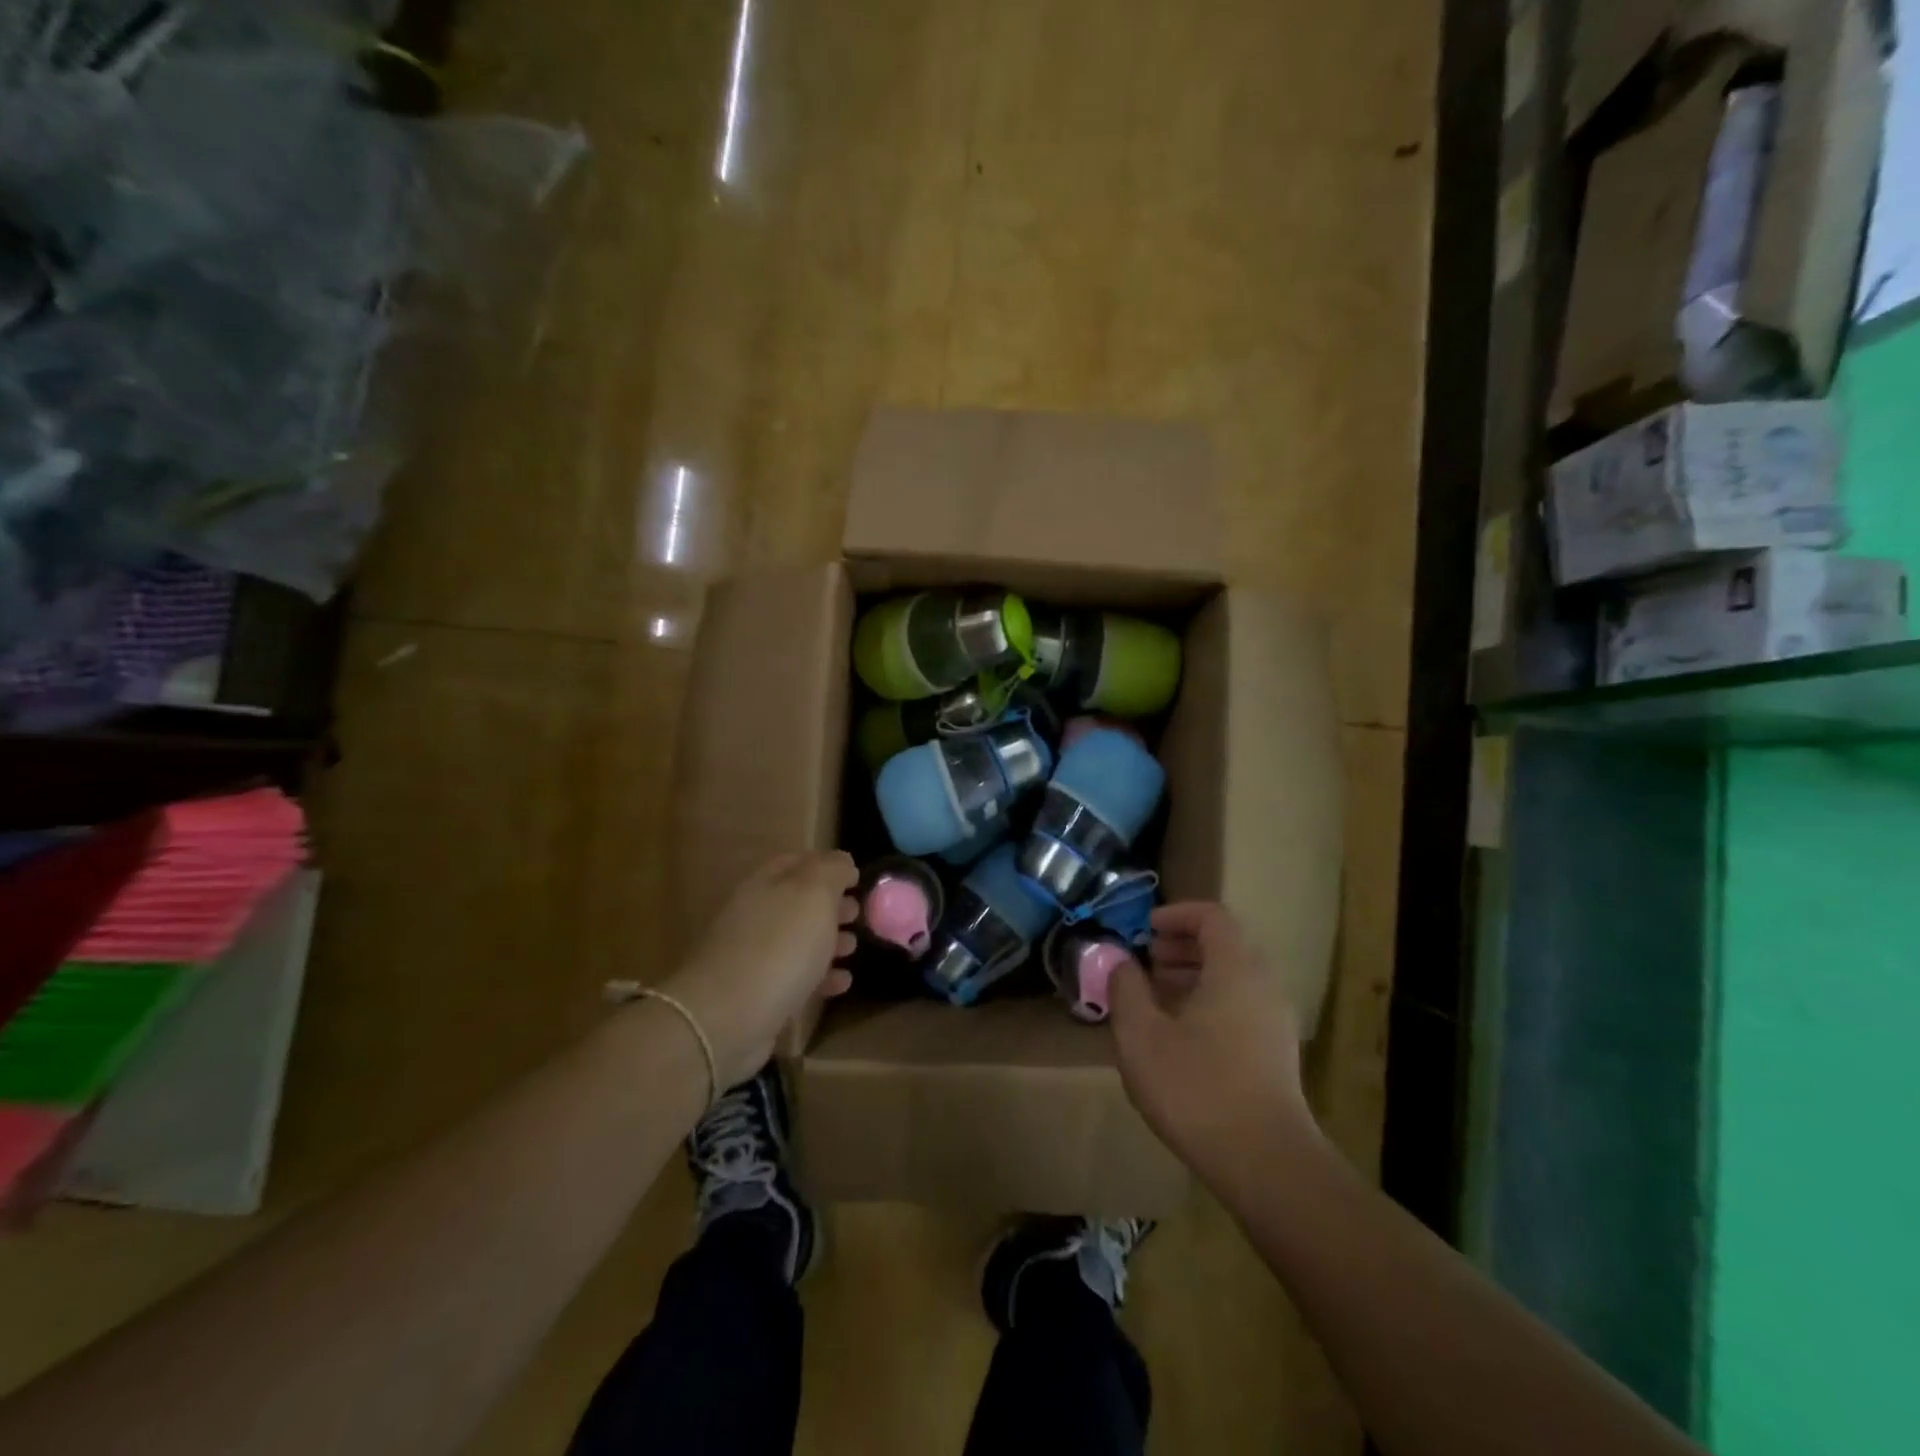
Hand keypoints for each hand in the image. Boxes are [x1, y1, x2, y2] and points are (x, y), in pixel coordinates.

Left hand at [661, 852, 858, 1088]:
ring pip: (798, 940)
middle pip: (798, 902)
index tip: (857, 877)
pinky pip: (796, 978)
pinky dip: (821, 977)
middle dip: (831, 905)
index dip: (828, 865)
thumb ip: (832, 871)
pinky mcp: (758, 995)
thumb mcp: (814, 895)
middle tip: (859, 913)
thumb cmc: (779, 947)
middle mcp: (756, 914)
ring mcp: (753, 956)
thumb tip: (843, 862)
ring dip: (828, 941)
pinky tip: (842, 983)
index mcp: (765, 884)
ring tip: (854, 948)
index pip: (798, 862)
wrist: (727, 1019)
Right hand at [1110, 902, 1315, 1184]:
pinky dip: (1210, 1001)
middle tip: (1147, 961)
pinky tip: (1181, 1035)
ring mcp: (1275, 1021)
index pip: (1212, 916)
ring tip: (1157, 997)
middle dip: (1182, 946)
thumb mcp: (1142, 1035)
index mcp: (1235, 969)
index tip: (1145, 928)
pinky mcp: (1277, 1053)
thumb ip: (1126, 988)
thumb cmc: (1197, 1088)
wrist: (1266, 1163)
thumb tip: (1121, 962)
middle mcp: (1263, 985)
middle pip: (1225, 945)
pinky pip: (1241, 1005)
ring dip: (1194, 975)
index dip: (1176, 914)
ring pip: (1234, 978)